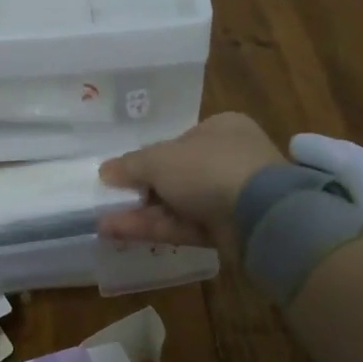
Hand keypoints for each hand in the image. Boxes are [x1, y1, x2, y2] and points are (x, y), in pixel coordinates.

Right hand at [97, 112, 285, 248]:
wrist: (260, 215)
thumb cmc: (209, 168)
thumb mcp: (160, 159)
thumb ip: (130, 165)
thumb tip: (105, 171)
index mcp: (220, 130)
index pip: (179, 142)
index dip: (148, 157)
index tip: (121, 173)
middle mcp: (227, 160)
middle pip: (175, 176)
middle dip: (140, 190)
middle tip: (108, 200)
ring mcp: (229, 198)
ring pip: (177, 205)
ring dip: (140, 213)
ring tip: (102, 220)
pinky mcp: (227, 231)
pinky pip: (183, 226)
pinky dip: (153, 229)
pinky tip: (117, 232)